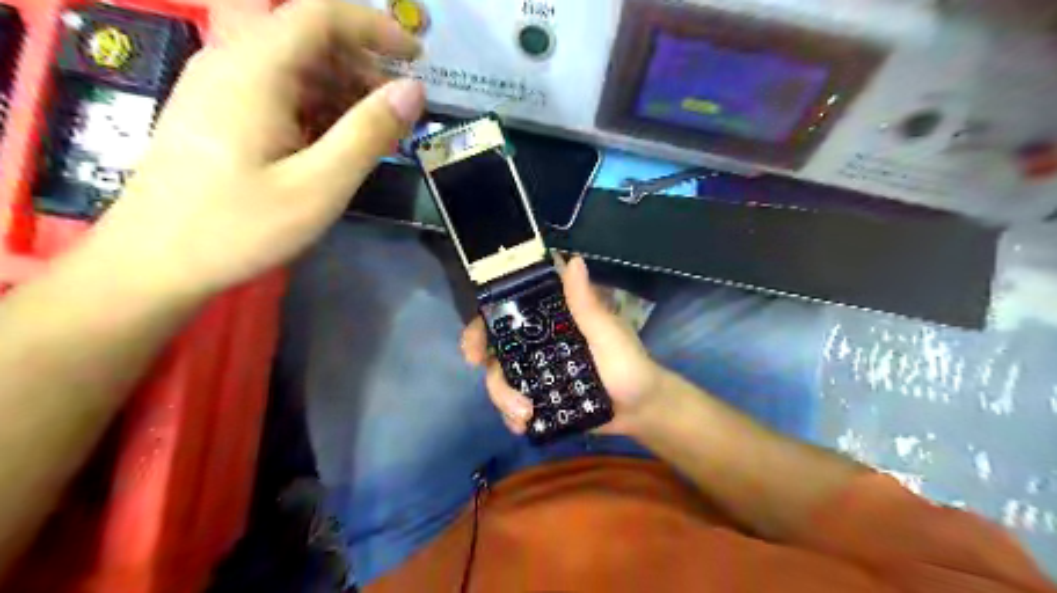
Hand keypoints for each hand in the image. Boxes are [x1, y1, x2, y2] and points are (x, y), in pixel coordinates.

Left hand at [91, 0, 423, 295]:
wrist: (154, 261)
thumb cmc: (240, 227)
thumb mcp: (319, 186)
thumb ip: (368, 133)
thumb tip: (414, 91)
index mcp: (255, 70)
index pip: (321, 15)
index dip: (375, 27)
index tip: (416, 58)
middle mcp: (231, 63)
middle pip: (308, 36)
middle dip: (362, 64)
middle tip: (396, 111)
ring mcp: (219, 86)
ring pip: (293, 64)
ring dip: (341, 88)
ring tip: (370, 133)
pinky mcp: (217, 112)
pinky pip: (276, 89)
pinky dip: (316, 105)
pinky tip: (331, 143)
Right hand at [461, 258, 657, 436]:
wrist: (642, 411)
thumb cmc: (629, 364)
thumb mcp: (608, 333)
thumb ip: (586, 304)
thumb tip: (573, 259)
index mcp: (550, 322)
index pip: (507, 314)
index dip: (482, 326)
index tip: (474, 346)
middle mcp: (537, 345)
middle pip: (496, 352)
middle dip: (490, 373)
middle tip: (500, 391)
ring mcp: (537, 373)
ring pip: (502, 381)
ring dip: (504, 400)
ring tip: (525, 416)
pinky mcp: (541, 399)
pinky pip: (514, 406)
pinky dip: (512, 417)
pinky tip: (523, 426)